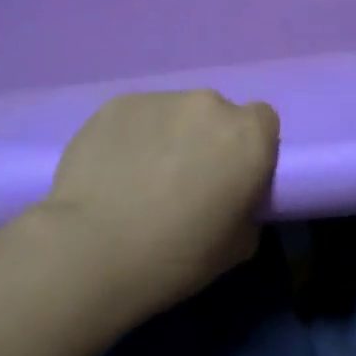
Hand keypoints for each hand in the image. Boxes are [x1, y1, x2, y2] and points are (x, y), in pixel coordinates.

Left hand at [41, 90, 278, 316]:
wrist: (92, 250)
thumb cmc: (175, 257)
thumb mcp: (236, 248)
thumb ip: (246, 208)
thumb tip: (232, 197)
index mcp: (247, 136)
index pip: (263, 121)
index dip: (249, 147)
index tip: (231, 176)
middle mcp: (209, 104)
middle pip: (216, 114)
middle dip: (205, 139)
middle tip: (183, 180)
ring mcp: (161, 98)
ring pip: (174, 113)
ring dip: (167, 136)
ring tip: (140, 178)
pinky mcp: (118, 103)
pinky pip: (136, 117)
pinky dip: (131, 137)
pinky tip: (112, 172)